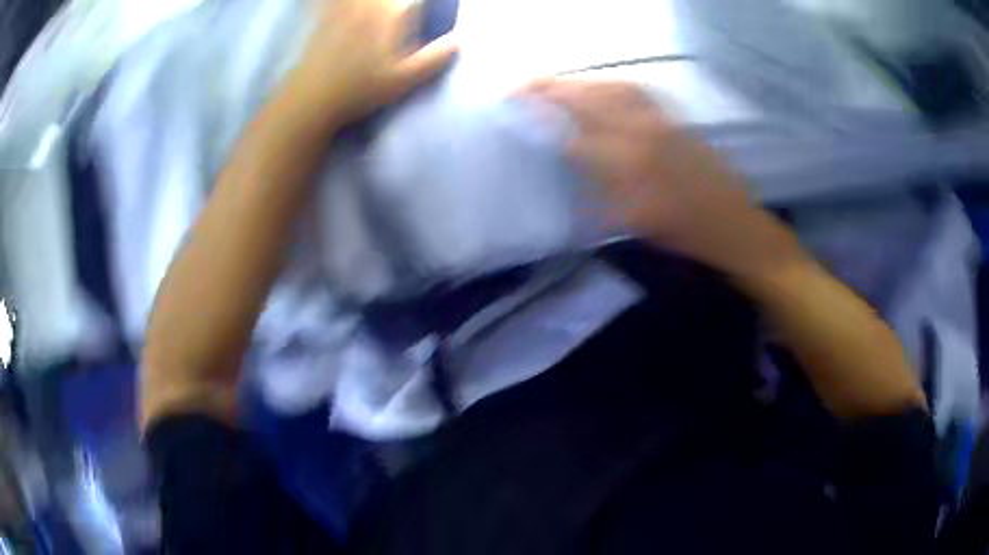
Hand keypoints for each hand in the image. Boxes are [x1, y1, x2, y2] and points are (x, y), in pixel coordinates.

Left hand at [289, 0, 457, 126]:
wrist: (312, 99)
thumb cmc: (360, 91)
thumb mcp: (403, 80)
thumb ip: (433, 59)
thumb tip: (460, 41)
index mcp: (391, 17)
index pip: (413, 2)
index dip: (420, 4)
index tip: (422, 7)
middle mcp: (368, 7)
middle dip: (397, 1)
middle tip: (402, 7)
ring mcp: (343, 11)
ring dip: (372, 2)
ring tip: (376, 5)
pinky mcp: (322, 19)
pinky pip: (325, 2)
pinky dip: (325, 1)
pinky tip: (327, 2)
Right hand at [523, 79, 800, 277]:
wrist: (733, 223)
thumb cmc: (684, 231)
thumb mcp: (633, 219)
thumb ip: (598, 184)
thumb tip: (569, 153)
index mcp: (630, 164)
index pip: (575, 132)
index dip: (545, 118)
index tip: (518, 109)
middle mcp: (643, 132)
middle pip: (591, 100)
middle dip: (554, 90)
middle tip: (525, 86)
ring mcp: (662, 121)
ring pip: (613, 89)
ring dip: (581, 82)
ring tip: (555, 83)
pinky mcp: (675, 118)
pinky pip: (636, 91)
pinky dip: (610, 83)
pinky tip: (600, 86)